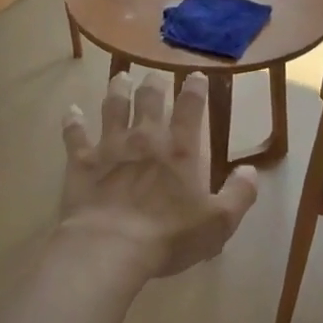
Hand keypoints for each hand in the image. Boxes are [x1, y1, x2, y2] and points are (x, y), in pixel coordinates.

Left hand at [58, 71, 258, 279]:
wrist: (110, 247)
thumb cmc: (169, 236)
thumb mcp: (219, 222)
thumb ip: (240, 194)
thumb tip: (252, 170)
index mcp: (181, 150)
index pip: (192, 107)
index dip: (195, 88)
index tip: (196, 75)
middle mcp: (145, 138)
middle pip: (150, 98)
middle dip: (154, 83)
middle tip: (155, 76)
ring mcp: (110, 146)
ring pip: (113, 107)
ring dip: (117, 90)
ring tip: (120, 78)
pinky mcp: (82, 162)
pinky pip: (75, 135)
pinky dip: (73, 121)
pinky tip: (71, 111)